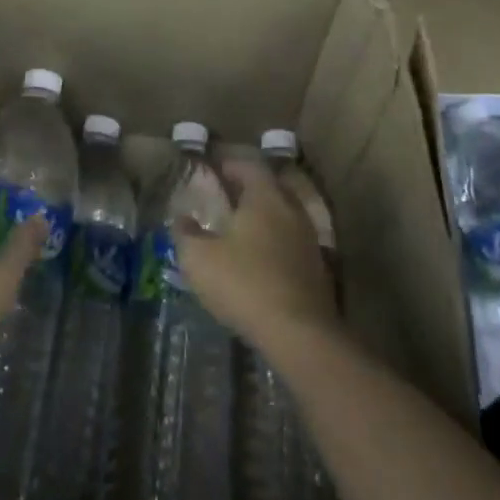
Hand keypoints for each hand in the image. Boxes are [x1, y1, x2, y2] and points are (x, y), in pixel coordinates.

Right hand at [176, 156, 338, 350]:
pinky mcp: (317, 268)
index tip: (214, 170)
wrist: (300, 333)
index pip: (250, 167)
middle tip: (227, 197)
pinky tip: (260, 260)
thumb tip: (181, 218)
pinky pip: (293, 242)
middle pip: (271, 188)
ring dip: (264, 218)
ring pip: (284, 216)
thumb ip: (186, 234)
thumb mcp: (199, 259)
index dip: (231, 166)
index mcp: (265, 198)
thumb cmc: (244, 284)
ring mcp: (309, 239)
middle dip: (249, 189)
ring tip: (241, 230)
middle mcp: (292, 210)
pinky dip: (276, 243)